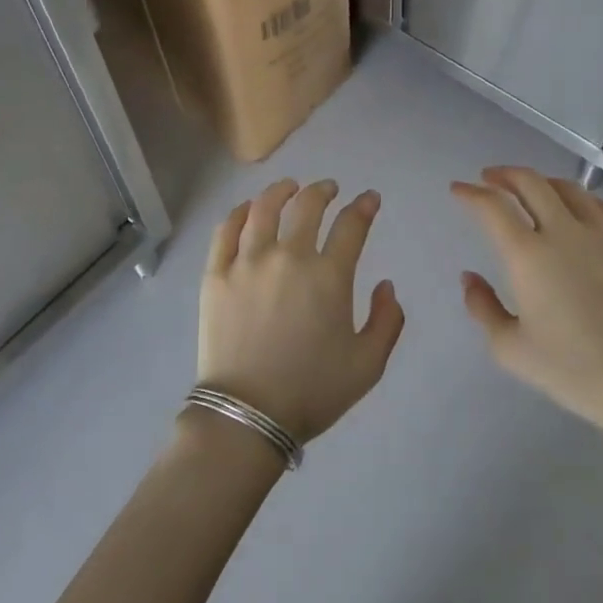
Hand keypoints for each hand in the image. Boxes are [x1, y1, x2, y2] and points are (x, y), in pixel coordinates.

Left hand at [197, 178, 404, 444]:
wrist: (248, 415)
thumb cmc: (312, 392)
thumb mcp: (368, 366)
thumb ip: (387, 321)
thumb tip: (385, 285)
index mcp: (328, 277)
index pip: (351, 225)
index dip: (364, 206)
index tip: (369, 198)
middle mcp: (288, 257)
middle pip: (307, 206)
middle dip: (323, 190)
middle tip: (328, 188)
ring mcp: (248, 262)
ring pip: (263, 208)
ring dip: (281, 191)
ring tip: (289, 187)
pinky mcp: (216, 274)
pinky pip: (226, 230)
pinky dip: (239, 212)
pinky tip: (247, 209)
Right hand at [452, 167, 602, 453]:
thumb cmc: (574, 372)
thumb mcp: (511, 350)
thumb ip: (482, 308)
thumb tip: (469, 277)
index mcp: (528, 255)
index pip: (492, 207)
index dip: (470, 193)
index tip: (458, 189)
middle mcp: (564, 232)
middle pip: (530, 183)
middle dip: (504, 175)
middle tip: (490, 178)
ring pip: (571, 189)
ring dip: (544, 182)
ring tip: (534, 189)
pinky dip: (590, 201)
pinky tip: (587, 210)